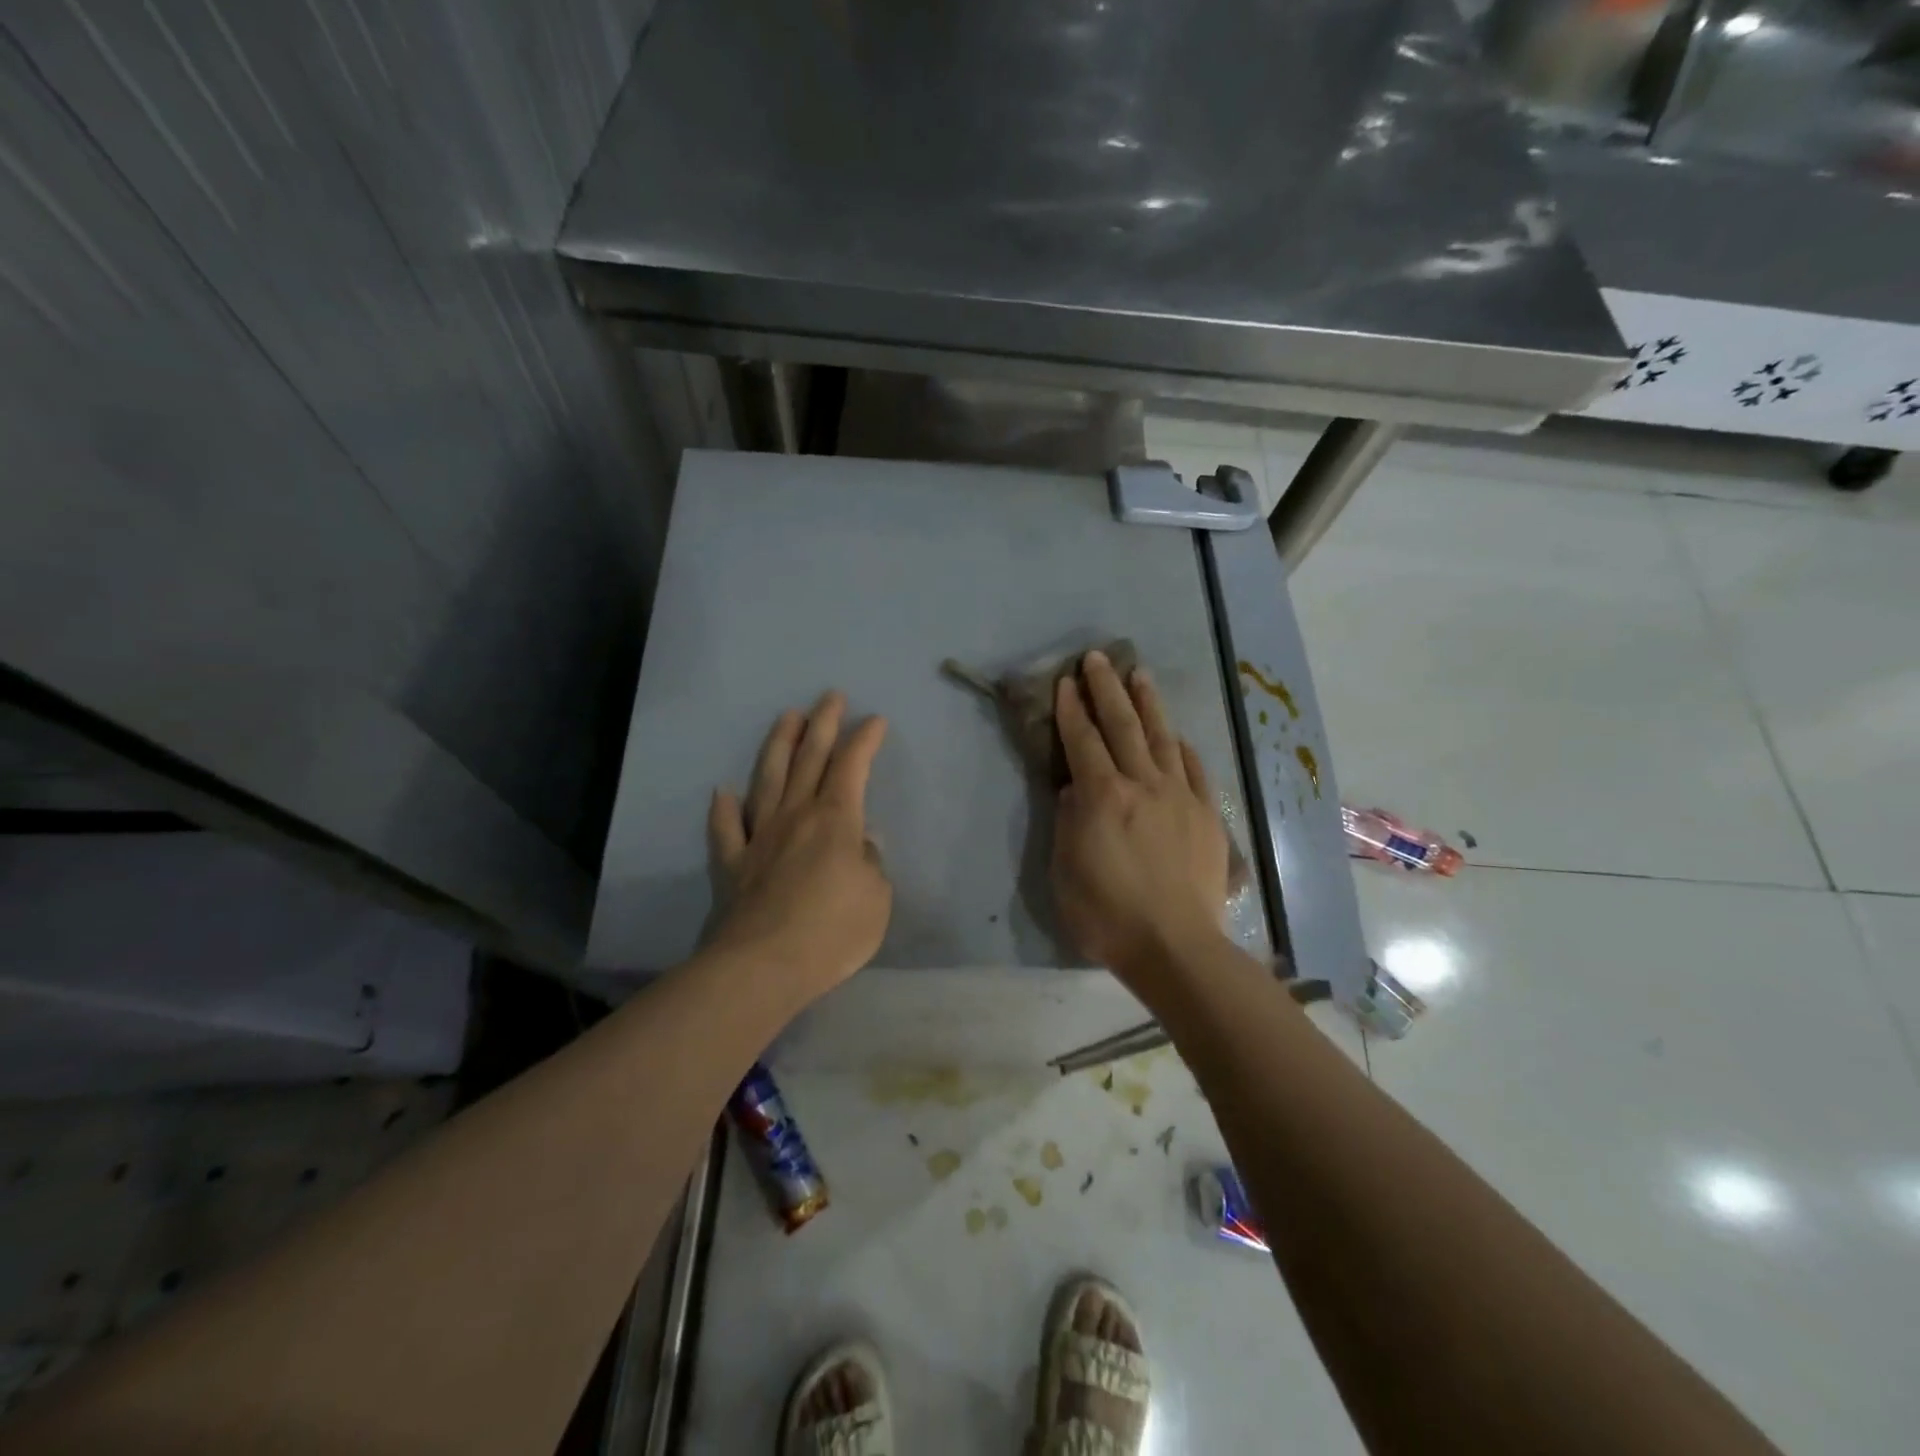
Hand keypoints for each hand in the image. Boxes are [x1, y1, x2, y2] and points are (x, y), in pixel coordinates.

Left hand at [708, 692, 891, 1004]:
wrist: (763, 966)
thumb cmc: (832, 931)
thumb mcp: (876, 899)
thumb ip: (871, 865)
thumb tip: (860, 846)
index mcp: (835, 820)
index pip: (852, 766)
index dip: (864, 739)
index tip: (874, 719)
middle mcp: (795, 816)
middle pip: (810, 759)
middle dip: (823, 724)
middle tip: (829, 696)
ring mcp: (759, 837)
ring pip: (768, 779)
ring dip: (779, 745)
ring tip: (787, 717)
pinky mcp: (732, 864)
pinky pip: (726, 829)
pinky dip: (723, 809)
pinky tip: (723, 793)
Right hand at [1052, 651, 1230, 975]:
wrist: (1176, 946)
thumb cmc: (1107, 915)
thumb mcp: (1065, 872)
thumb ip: (1069, 823)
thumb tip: (1075, 790)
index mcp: (1102, 797)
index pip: (1083, 741)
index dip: (1072, 708)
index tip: (1066, 680)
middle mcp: (1142, 785)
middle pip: (1122, 726)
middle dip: (1106, 689)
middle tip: (1097, 658)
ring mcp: (1180, 797)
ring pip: (1161, 738)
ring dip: (1148, 704)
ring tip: (1139, 674)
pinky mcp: (1206, 815)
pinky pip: (1195, 770)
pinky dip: (1183, 748)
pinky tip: (1176, 735)